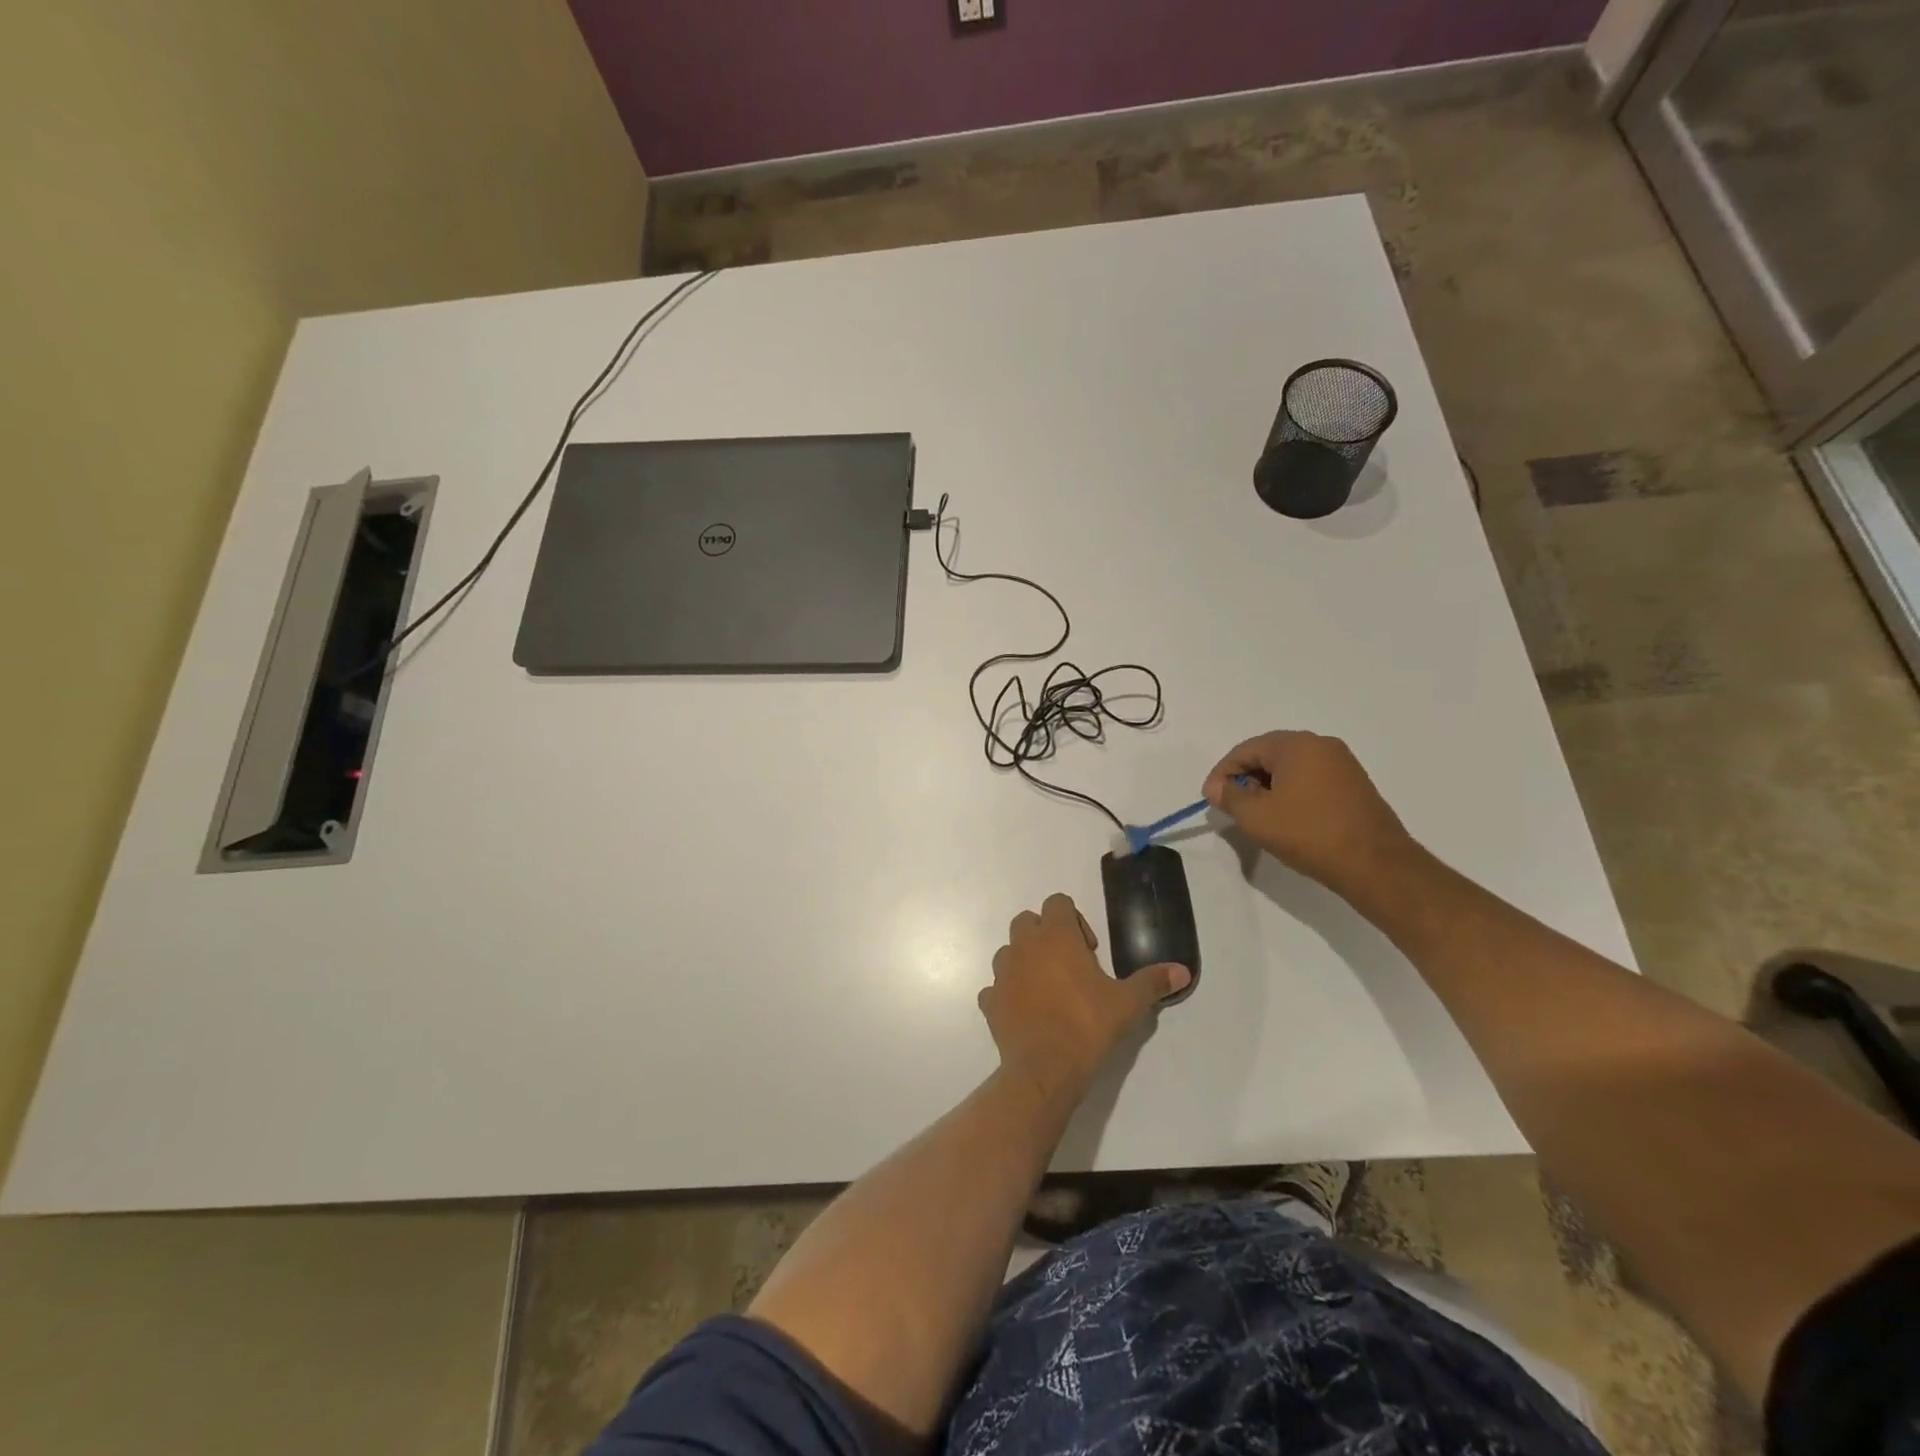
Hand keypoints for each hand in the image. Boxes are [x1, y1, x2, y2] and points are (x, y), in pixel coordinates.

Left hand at [981, 894, 1189, 1100]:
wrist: (1044, 1068)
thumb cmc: (1087, 1025)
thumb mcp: (1128, 1003)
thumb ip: (1152, 982)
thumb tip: (1182, 971)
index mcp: (1056, 936)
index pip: (1058, 902)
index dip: (1074, 919)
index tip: (1089, 950)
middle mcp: (1024, 946)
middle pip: (1028, 921)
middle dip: (1046, 935)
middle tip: (1070, 966)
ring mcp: (1002, 973)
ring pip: (1009, 951)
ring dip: (1025, 961)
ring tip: (1048, 990)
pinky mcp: (990, 1001)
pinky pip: (995, 987)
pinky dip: (1008, 993)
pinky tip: (1027, 1013)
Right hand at [1203, 730, 1415, 894]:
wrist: (1375, 864)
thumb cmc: (1308, 833)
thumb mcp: (1256, 817)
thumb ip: (1230, 796)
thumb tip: (1217, 787)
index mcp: (1296, 745)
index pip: (1245, 749)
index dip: (1222, 773)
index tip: (1211, 799)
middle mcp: (1321, 745)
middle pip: (1269, 755)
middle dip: (1245, 778)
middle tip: (1232, 806)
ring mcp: (1343, 764)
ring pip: (1291, 768)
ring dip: (1268, 787)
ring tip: (1257, 815)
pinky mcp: (1355, 785)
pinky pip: (1311, 780)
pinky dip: (1291, 793)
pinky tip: (1286, 818)